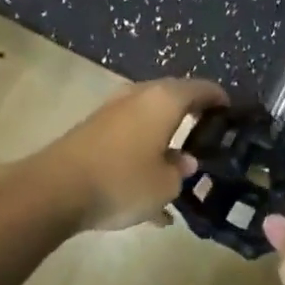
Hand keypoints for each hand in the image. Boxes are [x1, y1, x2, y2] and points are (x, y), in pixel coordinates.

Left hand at [42, 78, 227, 231]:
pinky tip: (145, 195)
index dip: (219, 99)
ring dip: (163, 138)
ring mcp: (111, 113)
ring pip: (147, 120)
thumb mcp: (165, 185)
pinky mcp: (91, 132)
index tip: (230, 112)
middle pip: (172, 99)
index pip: (201, 88)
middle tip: (206, 134)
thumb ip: (181, 170)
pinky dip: (141, 156)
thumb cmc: (122, 181)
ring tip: (177, 168)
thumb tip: (184, 161)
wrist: (53, 190)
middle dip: (190, 115)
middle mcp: (138, 97)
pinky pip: (127, 138)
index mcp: (164, 101)